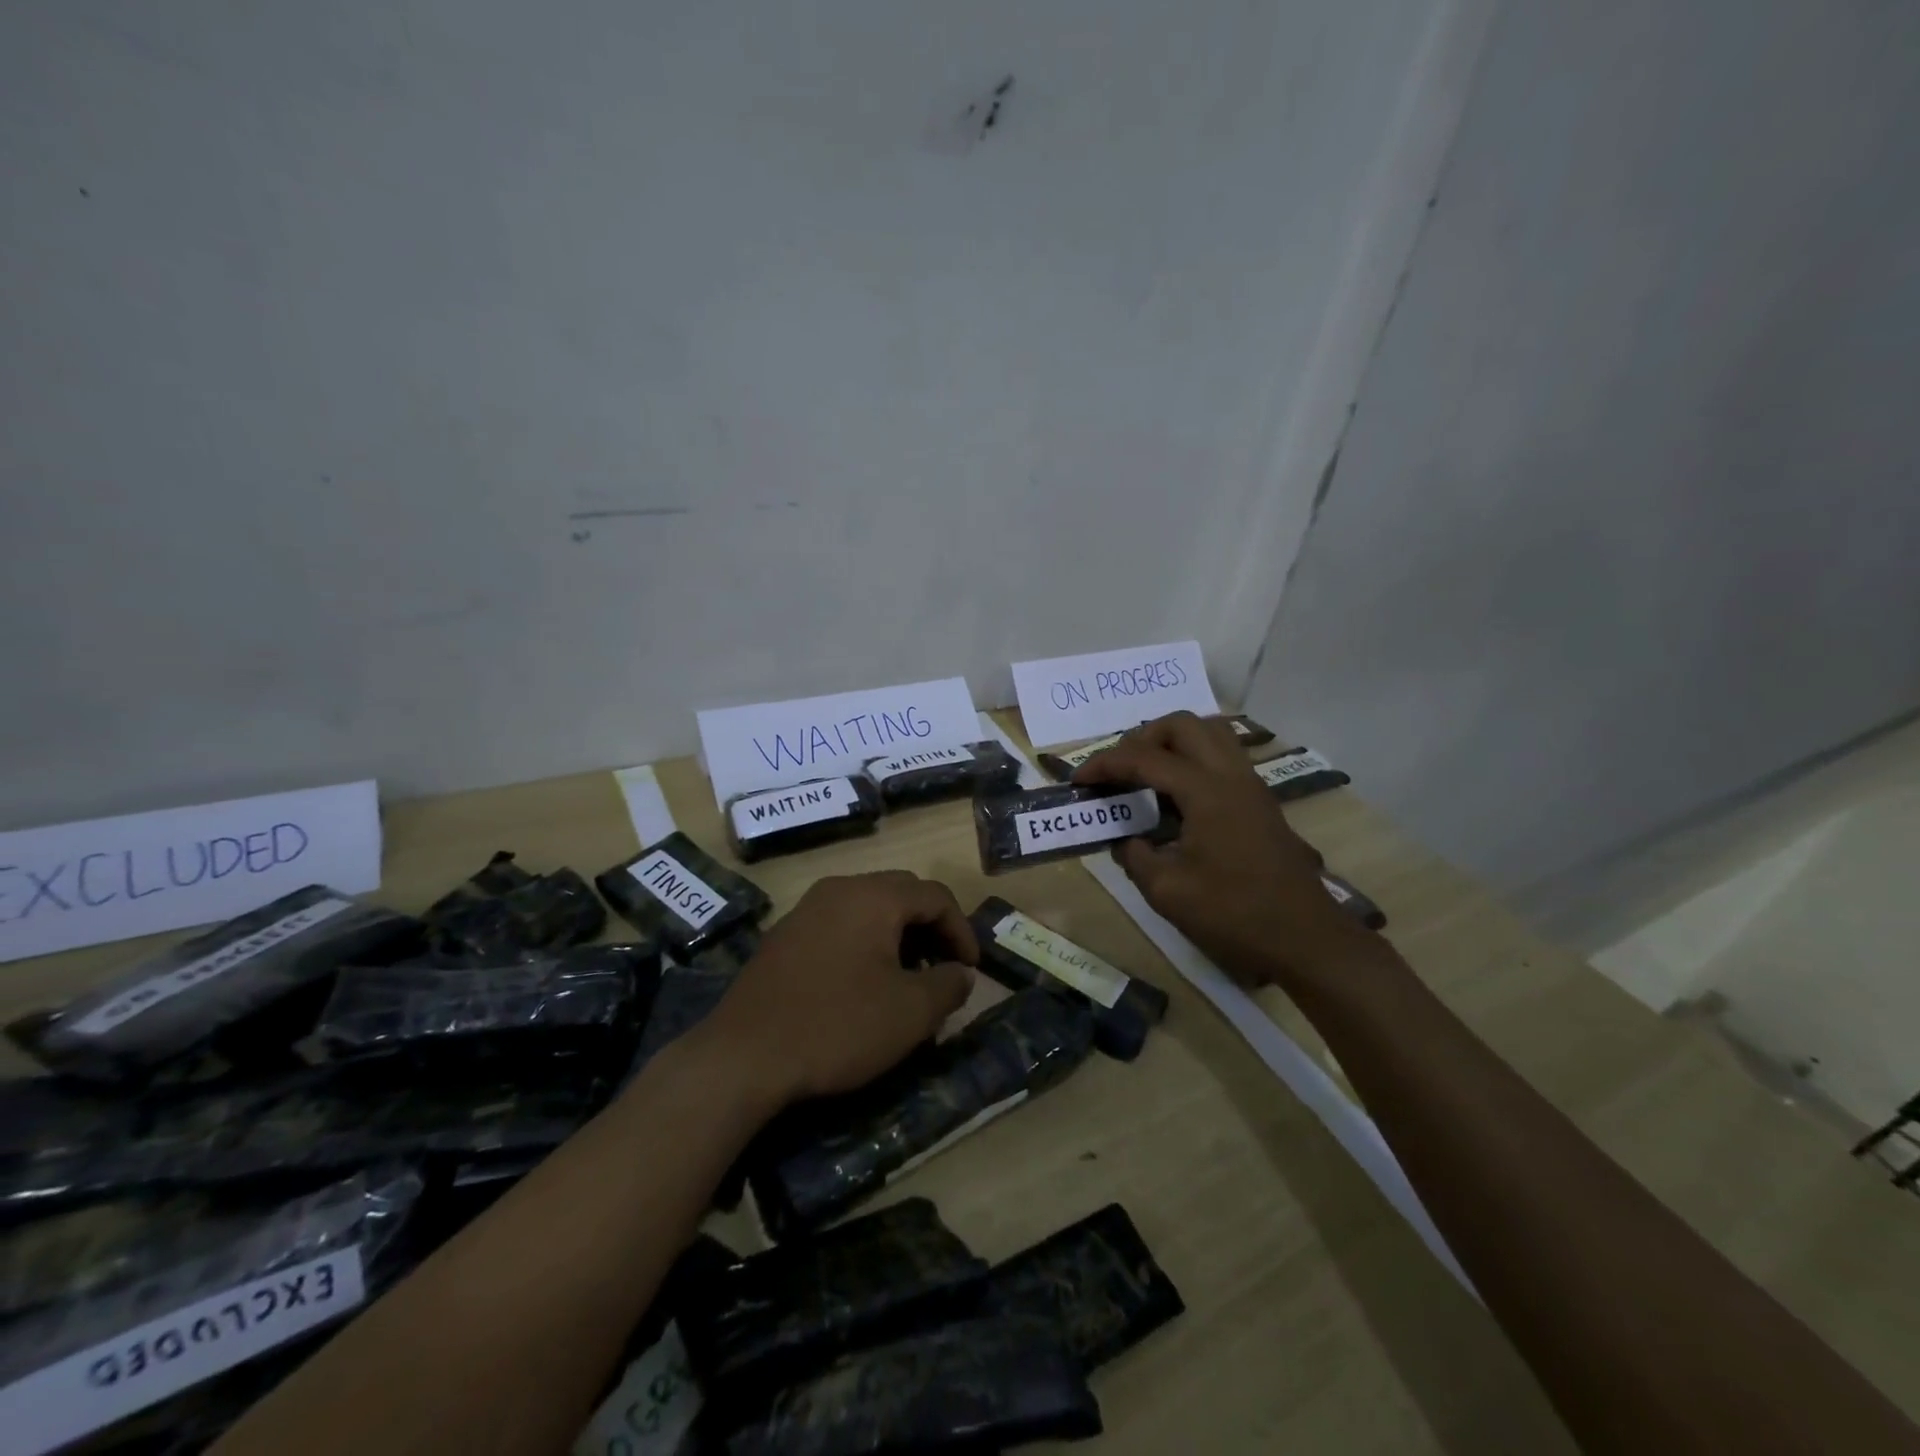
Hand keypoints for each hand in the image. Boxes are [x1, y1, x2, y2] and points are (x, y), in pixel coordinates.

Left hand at [695, 871, 976, 1106]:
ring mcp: (806, 910)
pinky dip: (865, 945)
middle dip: (931, 929)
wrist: (743, 1055)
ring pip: (868, 909)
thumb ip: (949, 985)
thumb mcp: (911, 1012)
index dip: (962, 930)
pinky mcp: (783, 937)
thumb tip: (961, 972)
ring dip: (897, 937)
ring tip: (906, 981)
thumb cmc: (838, 1025)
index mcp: (873, 896)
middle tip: (942, 969)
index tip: (970, 971)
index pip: (935, 895)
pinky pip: (839, 926)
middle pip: (901, 894)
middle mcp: (839, 889)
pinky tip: (863, 986)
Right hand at [1074, 712, 1361, 987]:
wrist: (1306, 939)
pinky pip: (1223, 754)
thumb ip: (1136, 856)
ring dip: (1171, 741)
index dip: (1105, 765)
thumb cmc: (1234, 915)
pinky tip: (1176, 793)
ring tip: (1146, 771)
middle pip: (1181, 725)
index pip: (1145, 759)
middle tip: (1117, 769)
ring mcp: (1250, 784)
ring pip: (1209, 732)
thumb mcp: (1168, 892)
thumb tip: (1125, 839)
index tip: (1078, 781)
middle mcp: (1230, 775)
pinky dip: (1192, 757)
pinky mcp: (1259, 799)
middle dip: (1141, 737)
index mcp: (1205, 792)